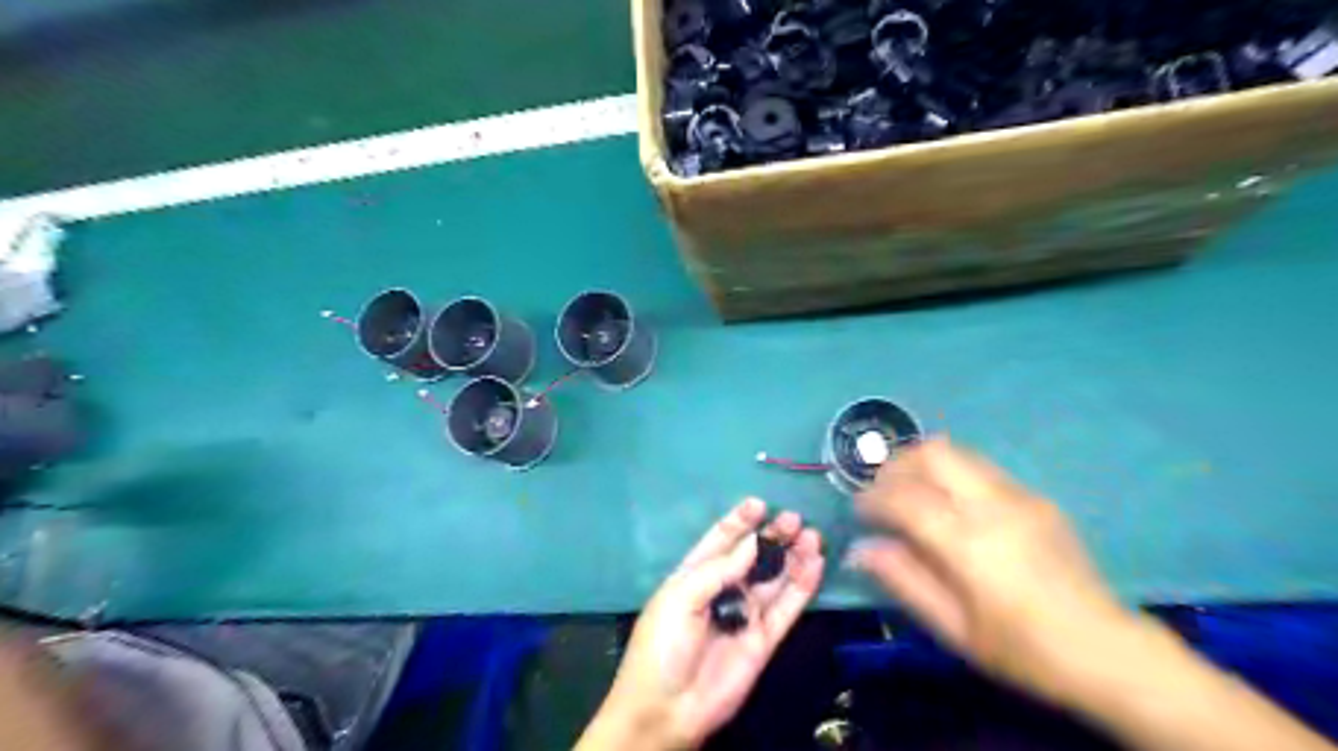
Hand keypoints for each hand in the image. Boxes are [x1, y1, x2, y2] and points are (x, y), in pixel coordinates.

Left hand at [577, 498, 827, 750]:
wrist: (667, 709)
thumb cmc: (663, 644)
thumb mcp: (682, 597)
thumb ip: (720, 569)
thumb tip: (754, 541)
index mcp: (695, 575)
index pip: (720, 540)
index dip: (739, 521)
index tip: (759, 503)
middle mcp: (723, 590)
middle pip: (753, 557)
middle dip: (772, 536)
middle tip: (794, 518)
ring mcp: (746, 614)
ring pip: (775, 579)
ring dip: (793, 557)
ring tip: (812, 534)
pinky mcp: (765, 639)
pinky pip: (787, 608)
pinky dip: (803, 586)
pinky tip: (815, 564)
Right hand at [851, 437, 1144, 706]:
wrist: (1107, 652)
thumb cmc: (1023, 650)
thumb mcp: (954, 629)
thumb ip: (903, 580)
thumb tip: (859, 549)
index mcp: (969, 543)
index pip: (905, 498)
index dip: (872, 498)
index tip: (858, 512)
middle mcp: (993, 506)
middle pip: (932, 454)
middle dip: (896, 466)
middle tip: (882, 493)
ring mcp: (1019, 496)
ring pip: (956, 453)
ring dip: (922, 464)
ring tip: (909, 493)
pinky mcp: (1035, 498)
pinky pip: (979, 469)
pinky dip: (950, 475)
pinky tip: (949, 507)